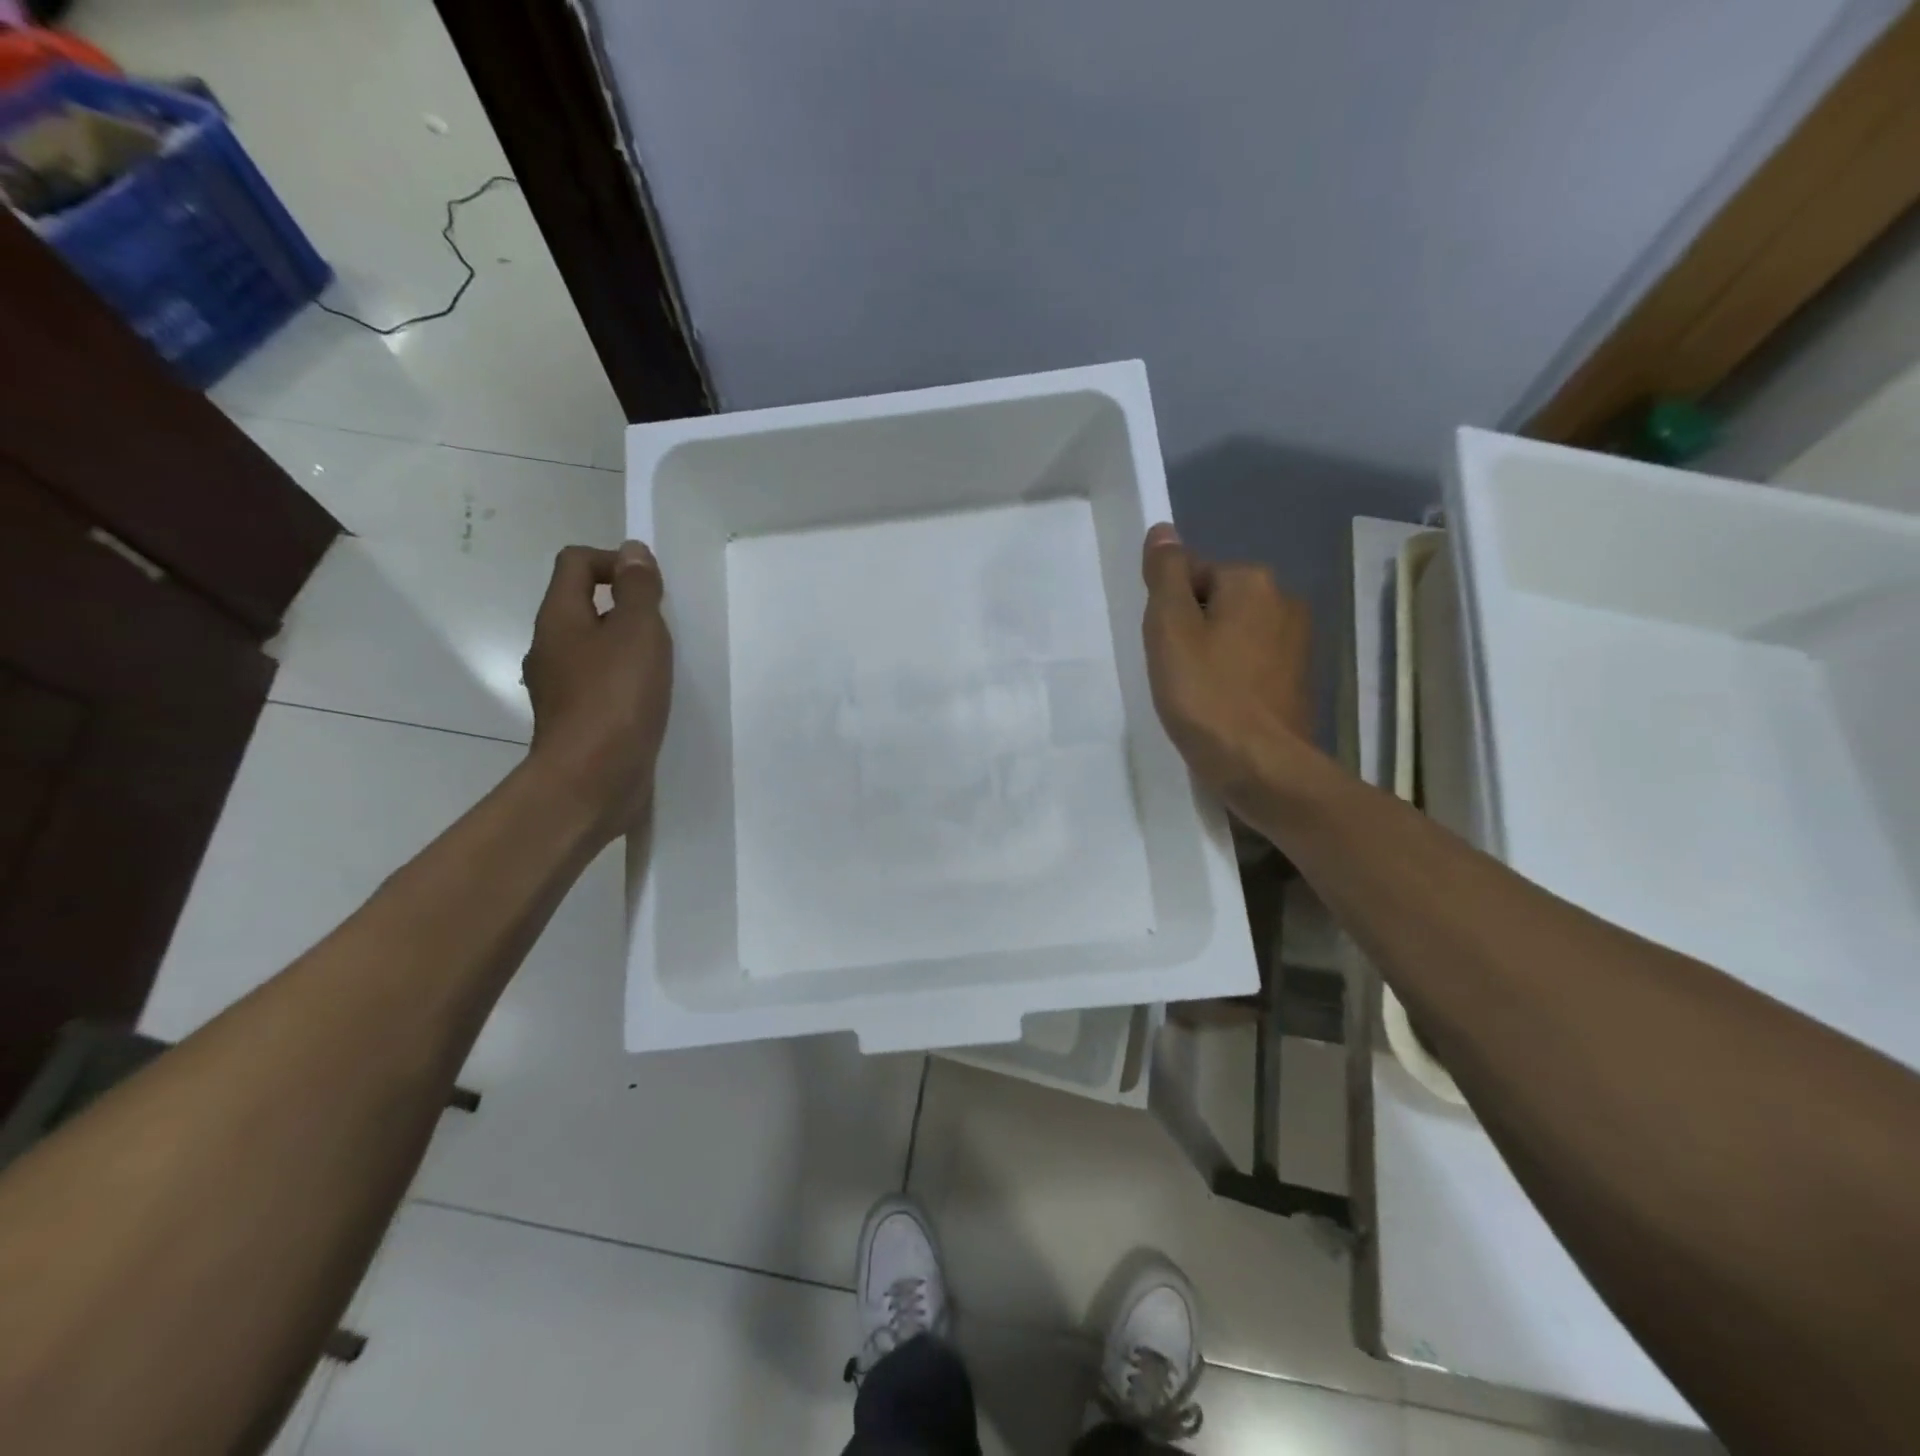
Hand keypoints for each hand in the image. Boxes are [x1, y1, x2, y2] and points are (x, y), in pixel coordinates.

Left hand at [522, 541, 672, 840]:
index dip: (614, 561)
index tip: (651, 588)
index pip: (575, 562)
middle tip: (665, 628)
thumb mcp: (638, 632)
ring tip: (665, 665)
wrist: (591, 782)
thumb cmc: (616, 699)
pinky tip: (653, 700)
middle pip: (584, 606)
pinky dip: (626, 682)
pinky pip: (603, 685)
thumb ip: (638, 590)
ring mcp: (561, 688)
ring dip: (628, 647)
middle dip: (626, 607)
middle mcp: (551, 648)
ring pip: (595, 648)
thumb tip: (632, 551)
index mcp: (559, 618)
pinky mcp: (578, 721)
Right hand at [1140, 523, 1312, 812]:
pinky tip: (1221, 706)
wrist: (1261, 767)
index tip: (1166, 651)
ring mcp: (1298, 641)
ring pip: (1235, 633)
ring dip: (1212, 654)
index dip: (1170, 613)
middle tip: (1177, 673)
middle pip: (1217, 602)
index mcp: (1253, 581)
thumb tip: (1163, 531)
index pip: (1193, 575)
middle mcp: (1285, 600)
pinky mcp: (1300, 678)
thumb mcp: (1170, 630)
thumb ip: (1165, 576)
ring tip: (1198, 694)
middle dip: (1193, 631)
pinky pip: (1253, 662)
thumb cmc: (1206, 695)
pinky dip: (1234, 677)